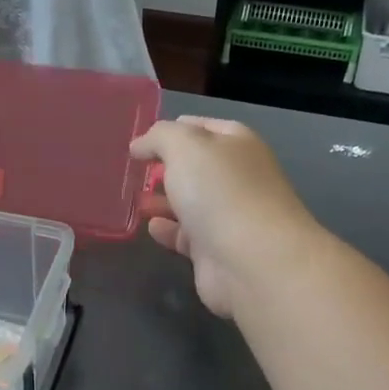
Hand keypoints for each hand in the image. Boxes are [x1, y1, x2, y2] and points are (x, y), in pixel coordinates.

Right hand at [130, 116, 319, 319]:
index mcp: (238, 145)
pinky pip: (186, 235)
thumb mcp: (184, 146)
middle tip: (135, 171)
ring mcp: (229, 216)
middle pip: (196, 167)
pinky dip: (168, 230)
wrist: (253, 262)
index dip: (174, 129)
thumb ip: (159, 137)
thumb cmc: (220, 191)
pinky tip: (150, 226)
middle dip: (166, 167)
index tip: (142, 139)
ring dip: (163, 200)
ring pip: (190, 202)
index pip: (203, 128)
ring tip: (135, 199)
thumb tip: (140, 145)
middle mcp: (237, 178)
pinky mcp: (216, 251)